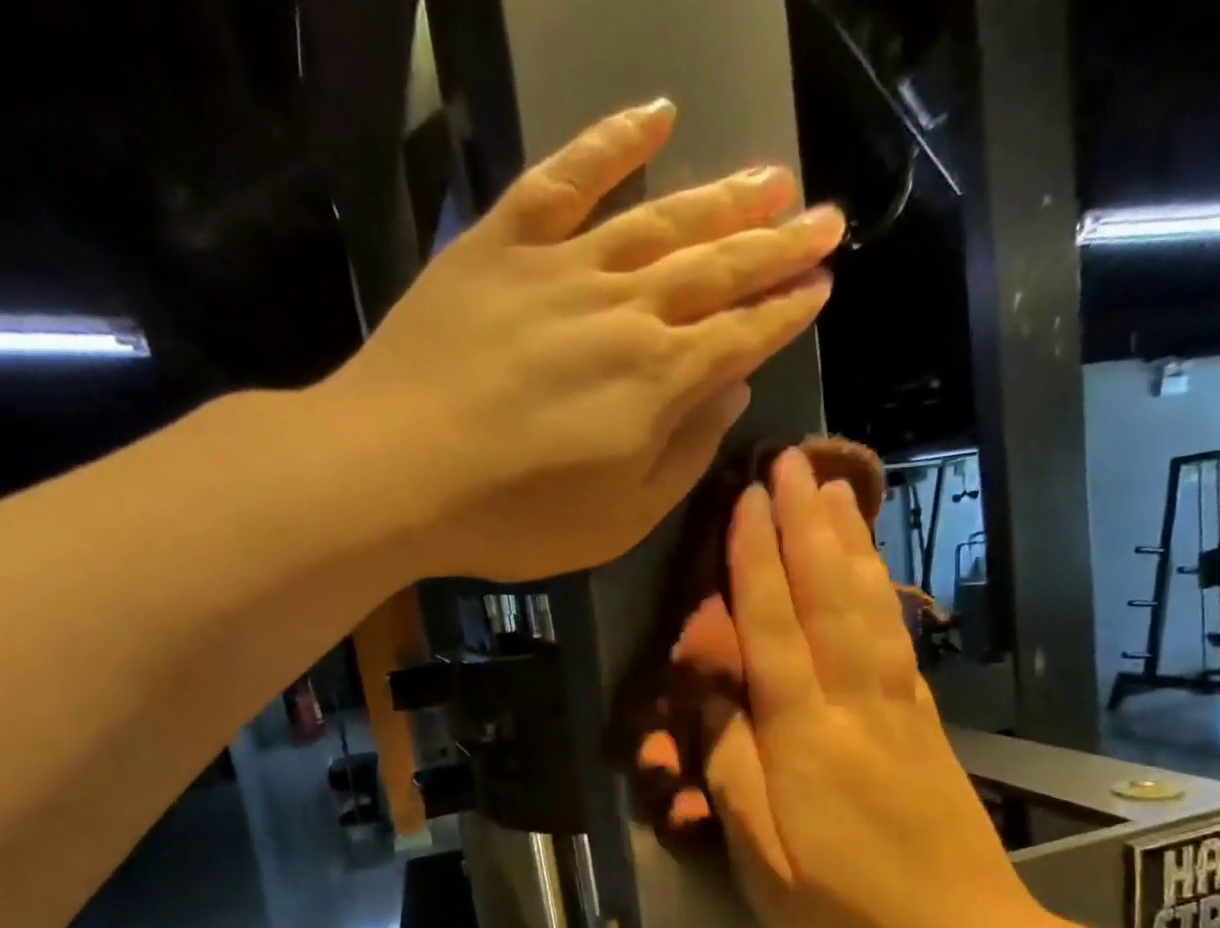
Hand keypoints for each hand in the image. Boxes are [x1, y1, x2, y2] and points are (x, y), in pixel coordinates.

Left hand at [337, 100, 844, 582]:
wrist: (393, 472)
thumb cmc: (512, 518)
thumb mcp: (618, 520)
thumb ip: (683, 456)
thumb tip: (729, 392)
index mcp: (658, 381)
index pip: (743, 336)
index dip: (786, 313)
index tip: (822, 288)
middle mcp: (625, 309)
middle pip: (717, 267)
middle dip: (778, 245)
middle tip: (826, 218)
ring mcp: (561, 267)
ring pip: (660, 218)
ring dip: (722, 196)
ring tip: (772, 178)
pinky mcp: (500, 245)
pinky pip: (565, 178)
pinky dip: (612, 142)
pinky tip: (656, 116)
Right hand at [703, 449, 1043, 927]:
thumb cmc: (848, 920)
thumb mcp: (766, 863)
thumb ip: (735, 774)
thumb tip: (714, 700)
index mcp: (806, 741)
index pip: (773, 632)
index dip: (755, 564)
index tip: (746, 501)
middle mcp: (856, 709)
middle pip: (827, 601)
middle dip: (805, 527)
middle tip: (791, 462)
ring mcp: (900, 714)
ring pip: (869, 610)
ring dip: (849, 544)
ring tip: (836, 490)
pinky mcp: (927, 729)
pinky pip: (897, 641)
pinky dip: (883, 592)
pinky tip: (876, 570)